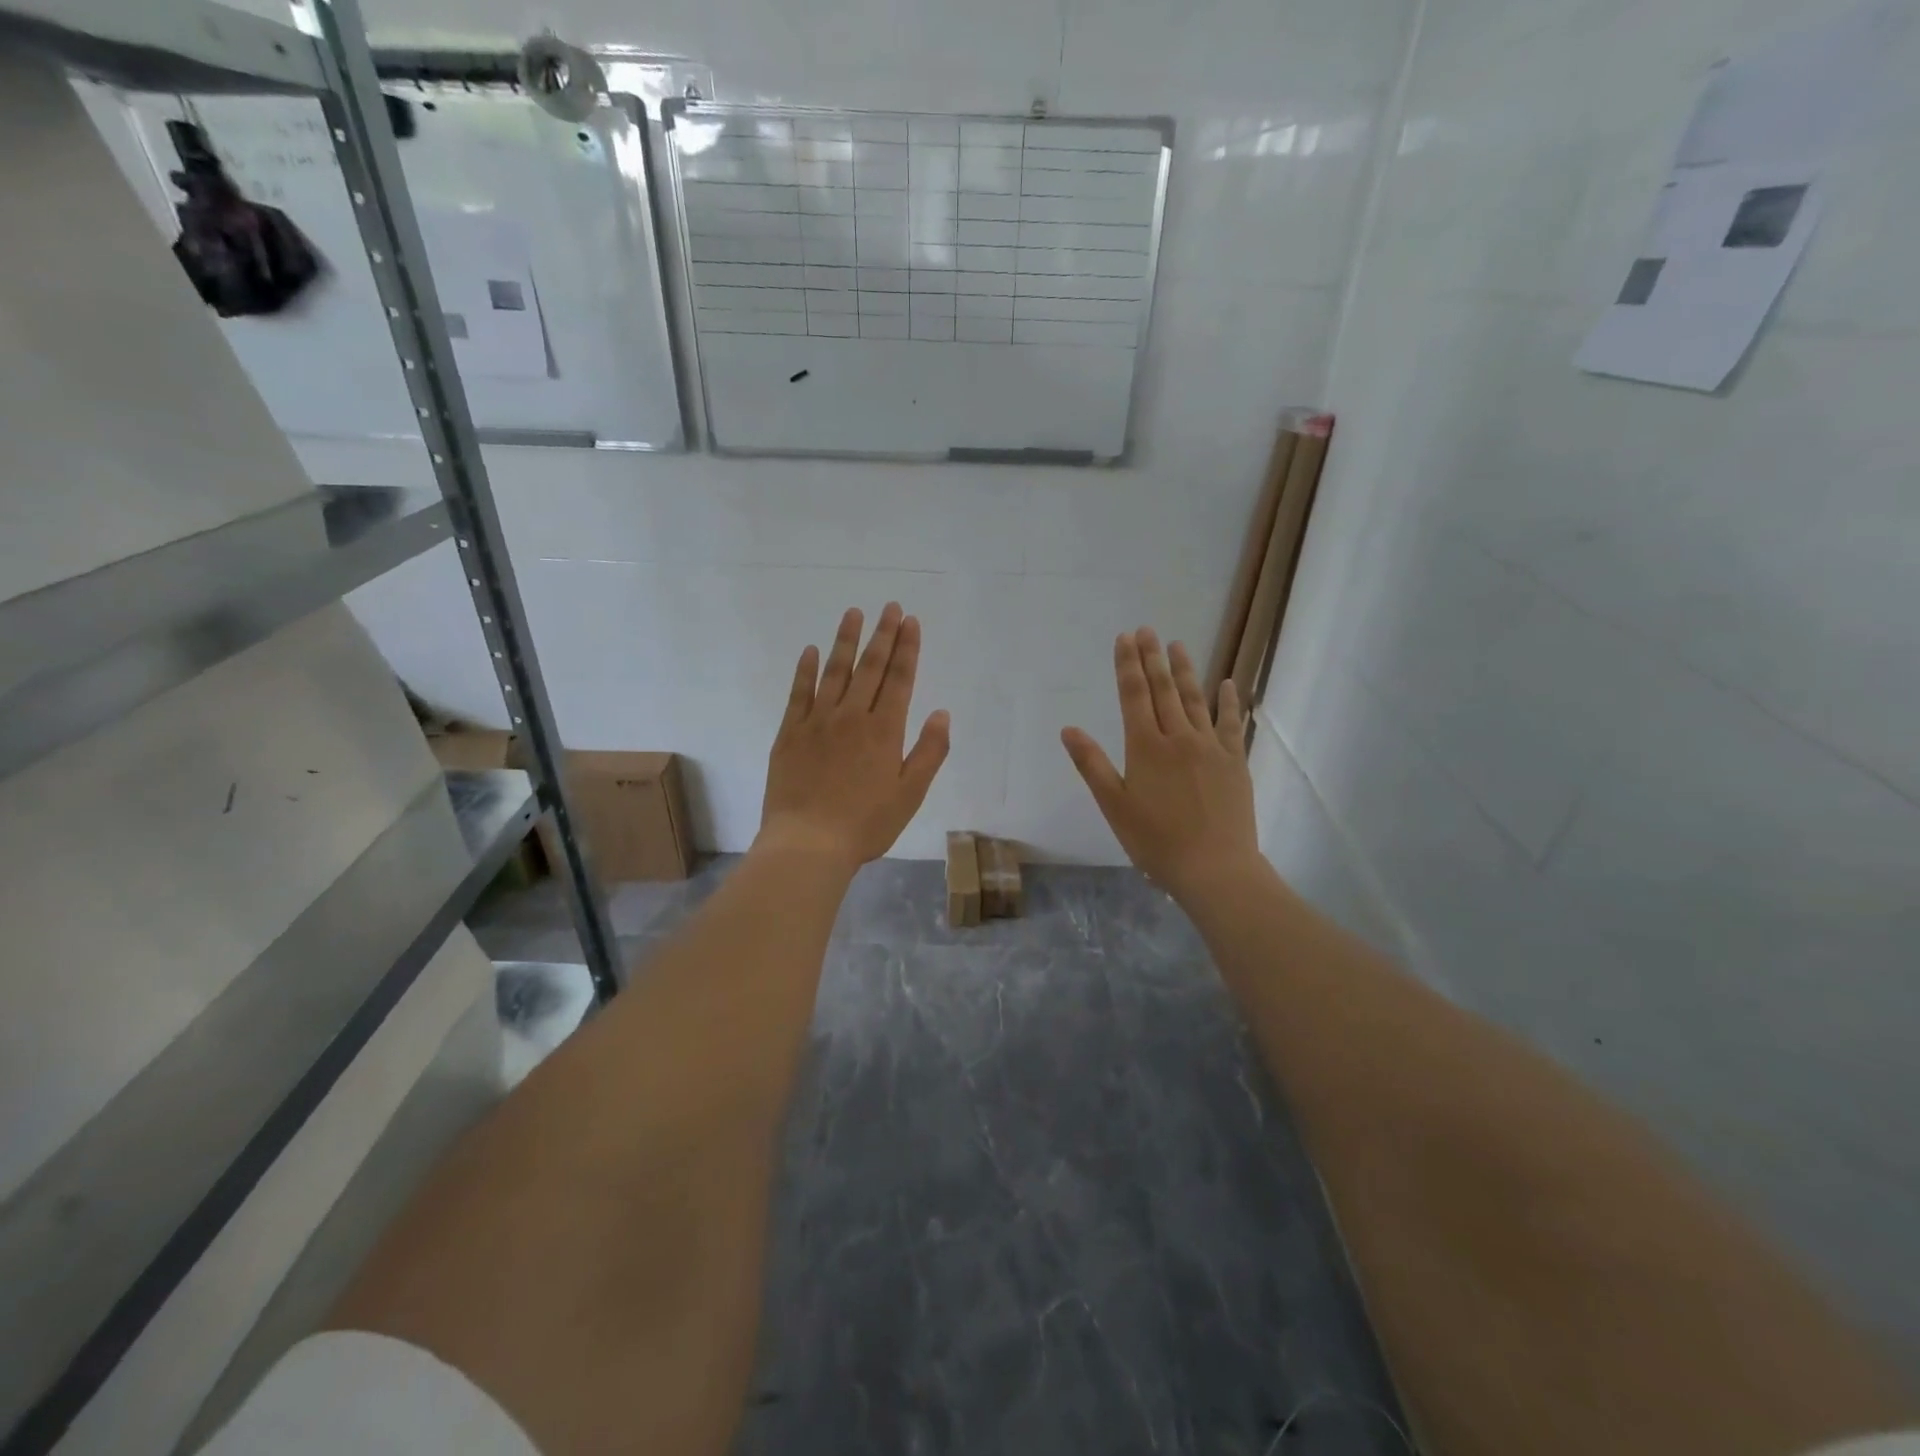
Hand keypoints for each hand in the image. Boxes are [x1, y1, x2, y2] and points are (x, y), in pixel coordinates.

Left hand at [759, 603, 950, 870]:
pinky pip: (799, 693)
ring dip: (846, 641)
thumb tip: (941, 713)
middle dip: (883, 635)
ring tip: (854, 613)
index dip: (907, 648)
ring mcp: (817, 722)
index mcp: (884, 730)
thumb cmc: (866, 824)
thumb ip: (929, 752)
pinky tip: (811, 651)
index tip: (910, 621)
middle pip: (871, 668)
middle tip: (889, 607)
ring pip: (835, 672)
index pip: (900, 679)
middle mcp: (852, 716)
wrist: (808, 843)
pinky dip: (806, 670)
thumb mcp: (910, 794)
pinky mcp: (790, 733)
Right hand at [1062, 630, 1260, 900]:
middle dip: (1152, 658)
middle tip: (1147, 630)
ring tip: (1178, 645)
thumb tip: (1068, 729)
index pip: (1134, 696)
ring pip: (1195, 700)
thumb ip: (1092, 764)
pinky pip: (1232, 723)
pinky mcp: (1235, 761)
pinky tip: (1226, 684)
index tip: (1124, 639)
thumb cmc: (1155, 841)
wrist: (1214, 868)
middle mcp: (1179, 737)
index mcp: (1146, 747)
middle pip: (1163, 690)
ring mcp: (1211, 747)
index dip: (1127, 665)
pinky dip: (1228, 702)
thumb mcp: (1114, 806)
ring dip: (1185, 671)